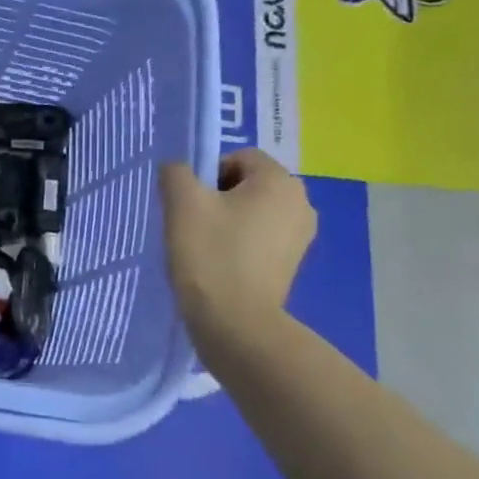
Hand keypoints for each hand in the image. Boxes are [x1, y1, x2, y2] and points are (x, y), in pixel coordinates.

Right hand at [160, 149, 315, 349]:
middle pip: (249, 183)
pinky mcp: (293, 262)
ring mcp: (302, 235)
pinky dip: (241, 242)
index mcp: (279, 181)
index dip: (208, 173)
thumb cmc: (210, 254)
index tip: (189, 202)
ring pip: (255, 211)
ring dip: (228, 220)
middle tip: (192, 223)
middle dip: (218, 197)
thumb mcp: (181, 204)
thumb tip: (178, 170)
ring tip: (204, 245)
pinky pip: (262, 237)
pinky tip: (221, 263)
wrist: (235, 321)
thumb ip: (176, 173)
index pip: (239, 157)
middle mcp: (301, 202)